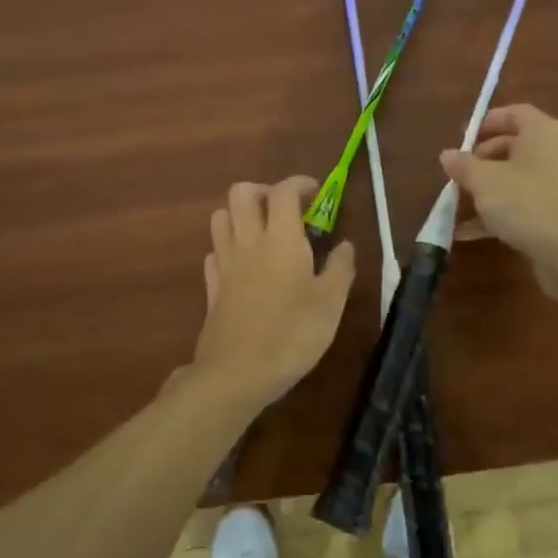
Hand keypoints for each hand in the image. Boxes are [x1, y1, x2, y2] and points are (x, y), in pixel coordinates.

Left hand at [186, 176, 354, 409]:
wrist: (237, 373)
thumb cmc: (292, 334)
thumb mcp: (331, 304)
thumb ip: (340, 268)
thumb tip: (345, 244)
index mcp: (281, 239)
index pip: (283, 192)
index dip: (299, 184)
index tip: (316, 192)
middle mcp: (248, 242)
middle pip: (241, 193)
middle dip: (263, 190)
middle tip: (286, 208)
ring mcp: (225, 263)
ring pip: (221, 217)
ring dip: (240, 214)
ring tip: (263, 232)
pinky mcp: (212, 287)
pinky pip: (214, 252)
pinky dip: (227, 247)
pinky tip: (243, 264)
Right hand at [439, 105, 557, 296]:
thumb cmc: (526, 203)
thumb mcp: (483, 181)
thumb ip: (463, 165)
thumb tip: (447, 155)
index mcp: (544, 133)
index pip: (515, 113)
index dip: (486, 122)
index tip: (462, 138)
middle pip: (516, 145)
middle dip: (483, 158)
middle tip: (460, 173)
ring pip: (520, 177)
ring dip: (489, 188)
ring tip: (460, 203)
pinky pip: (527, 202)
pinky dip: (502, 211)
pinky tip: (471, 232)